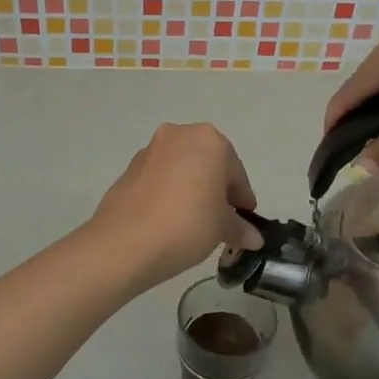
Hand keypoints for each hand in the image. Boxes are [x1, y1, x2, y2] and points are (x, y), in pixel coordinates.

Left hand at [85, 124, 261, 291]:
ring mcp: (149, 151)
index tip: (245, 220)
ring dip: (191, 190)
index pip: (235, 172)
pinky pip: (159, 180)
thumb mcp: (222, 228)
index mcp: (208, 140)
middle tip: (221, 220)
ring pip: (181, 170)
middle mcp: (178, 135)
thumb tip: (253, 238)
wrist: (125, 243)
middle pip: (207, 164)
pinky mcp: (127, 171)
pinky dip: (168, 195)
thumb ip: (239, 227)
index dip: (242, 199)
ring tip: (194, 223)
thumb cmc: (187, 224)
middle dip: (216, 190)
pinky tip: (170, 221)